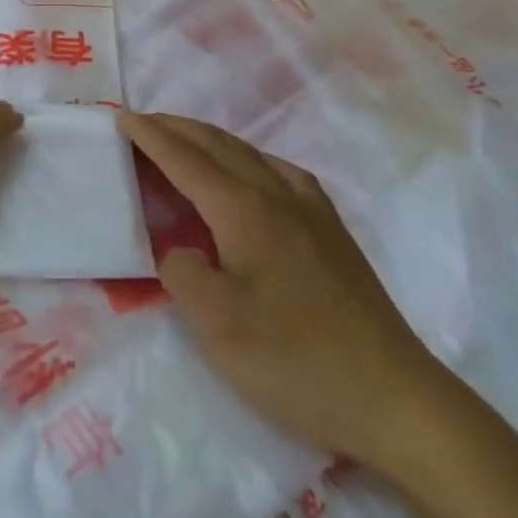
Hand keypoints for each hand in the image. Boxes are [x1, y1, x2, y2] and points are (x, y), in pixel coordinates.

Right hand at [119, 112, 453, 474]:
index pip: (186, 159)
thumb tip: (181, 251)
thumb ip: (182, 274)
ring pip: (249, 153)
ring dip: (209, 139)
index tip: (121, 118)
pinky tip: (253, 173)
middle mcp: (277, 195)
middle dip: (175, 128)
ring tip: (185, 141)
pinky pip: (280, 171)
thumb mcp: (218, 327)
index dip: (151, 137)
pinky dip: (249, 157)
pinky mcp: (332, 232)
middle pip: (217, 145)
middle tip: (142, 123)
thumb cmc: (297, 361)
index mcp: (245, 210)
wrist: (396, 399)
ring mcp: (311, 210)